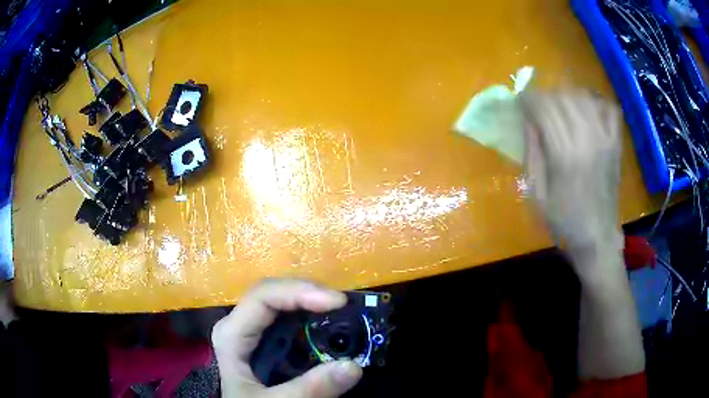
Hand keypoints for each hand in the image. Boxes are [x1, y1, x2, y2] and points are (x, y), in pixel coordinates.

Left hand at [212, 279, 362, 397]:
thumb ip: (308, 389)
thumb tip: (354, 366)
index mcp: (232, 334)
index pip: (264, 296)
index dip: (301, 292)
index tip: (338, 302)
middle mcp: (241, 325)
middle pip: (277, 295)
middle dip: (313, 296)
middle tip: (348, 308)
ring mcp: (253, 332)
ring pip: (286, 306)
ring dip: (316, 308)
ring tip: (345, 316)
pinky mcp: (266, 342)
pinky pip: (291, 324)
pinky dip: (314, 324)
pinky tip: (330, 331)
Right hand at [521, 90, 622, 260]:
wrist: (597, 238)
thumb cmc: (564, 221)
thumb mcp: (536, 194)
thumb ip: (532, 153)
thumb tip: (528, 120)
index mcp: (564, 154)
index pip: (544, 108)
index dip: (528, 100)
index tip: (520, 103)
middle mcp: (587, 139)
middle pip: (562, 98)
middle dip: (545, 97)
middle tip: (537, 109)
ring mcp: (605, 139)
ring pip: (583, 97)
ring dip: (566, 96)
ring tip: (559, 107)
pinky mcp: (615, 143)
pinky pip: (609, 108)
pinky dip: (596, 101)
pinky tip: (586, 109)